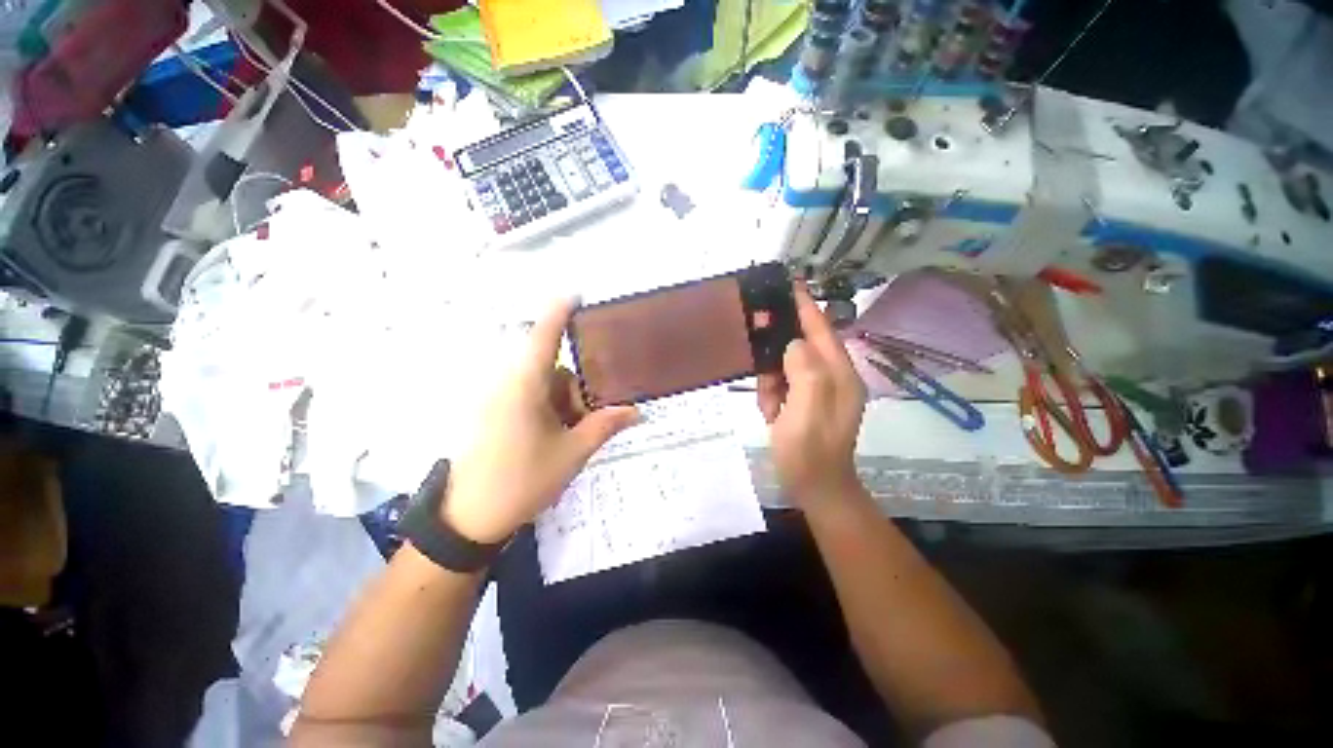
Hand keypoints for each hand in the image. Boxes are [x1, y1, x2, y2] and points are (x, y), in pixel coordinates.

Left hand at [443, 300, 638, 543]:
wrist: (468, 519)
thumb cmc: (522, 480)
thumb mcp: (572, 453)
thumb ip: (605, 426)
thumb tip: (637, 411)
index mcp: (525, 385)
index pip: (545, 335)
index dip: (560, 311)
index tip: (577, 294)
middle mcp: (508, 385)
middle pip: (553, 369)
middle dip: (578, 389)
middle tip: (594, 416)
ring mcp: (498, 401)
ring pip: (543, 387)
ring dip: (565, 403)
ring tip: (575, 434)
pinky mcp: (493, 415)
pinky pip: (529, 399)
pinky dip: (550, 410)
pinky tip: (557, 437)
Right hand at [757, 284, 866, 508]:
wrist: (815, 488)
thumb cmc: (810, 452)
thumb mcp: (806, 411)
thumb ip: (804, 371)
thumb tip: (793, 343)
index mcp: (839, 374)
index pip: (821, 329)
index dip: (805, 305)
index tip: (790, 282)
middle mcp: (834, 376)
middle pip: (801, 345)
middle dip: (776, 357)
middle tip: (764, 374)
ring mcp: (820, 390)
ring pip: (788, 365)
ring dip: (772, 382)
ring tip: (770, 406)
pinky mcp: (808, 401)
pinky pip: (784, 383)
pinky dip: (773, 394)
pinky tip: (771, 412)